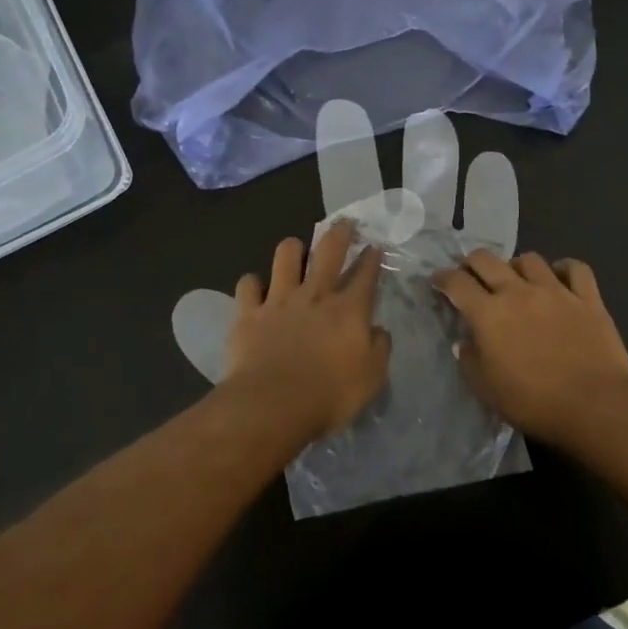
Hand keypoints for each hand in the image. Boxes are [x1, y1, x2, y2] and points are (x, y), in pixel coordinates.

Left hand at [222, 221, 392, 440]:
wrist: (272, 405)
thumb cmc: (329, 395)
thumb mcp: (372, 378)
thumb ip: (379, 348)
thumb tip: (378, 330)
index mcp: (349, 310)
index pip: (366, 274)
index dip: (372, 258)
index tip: (374, 247)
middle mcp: (315, 295)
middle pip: (329, 250)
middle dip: (339, 233)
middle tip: (344, 223)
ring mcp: (279, 300)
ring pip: (286, 255)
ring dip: (293, 249)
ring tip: (296, 250)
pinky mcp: (248, 313)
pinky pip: (248, 284)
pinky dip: (253, 284)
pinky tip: (256, 290)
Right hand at [432, 250, 627, 444]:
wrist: (595, 405)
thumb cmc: (534, 403)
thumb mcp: (487, 390)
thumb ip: (470, 361)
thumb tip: (465, 342)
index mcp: (489, 314)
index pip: (457, 283)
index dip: (442, 279)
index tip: (437, 282)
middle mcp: (518, 292)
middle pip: (487, 260)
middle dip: (471, 263)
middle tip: (470, 276)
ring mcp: (556, 290)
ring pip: (529, 259)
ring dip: (516, 266)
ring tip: (516, 279)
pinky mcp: (588, 298)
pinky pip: (575, 268)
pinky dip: (564, 268)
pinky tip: (559, 278)